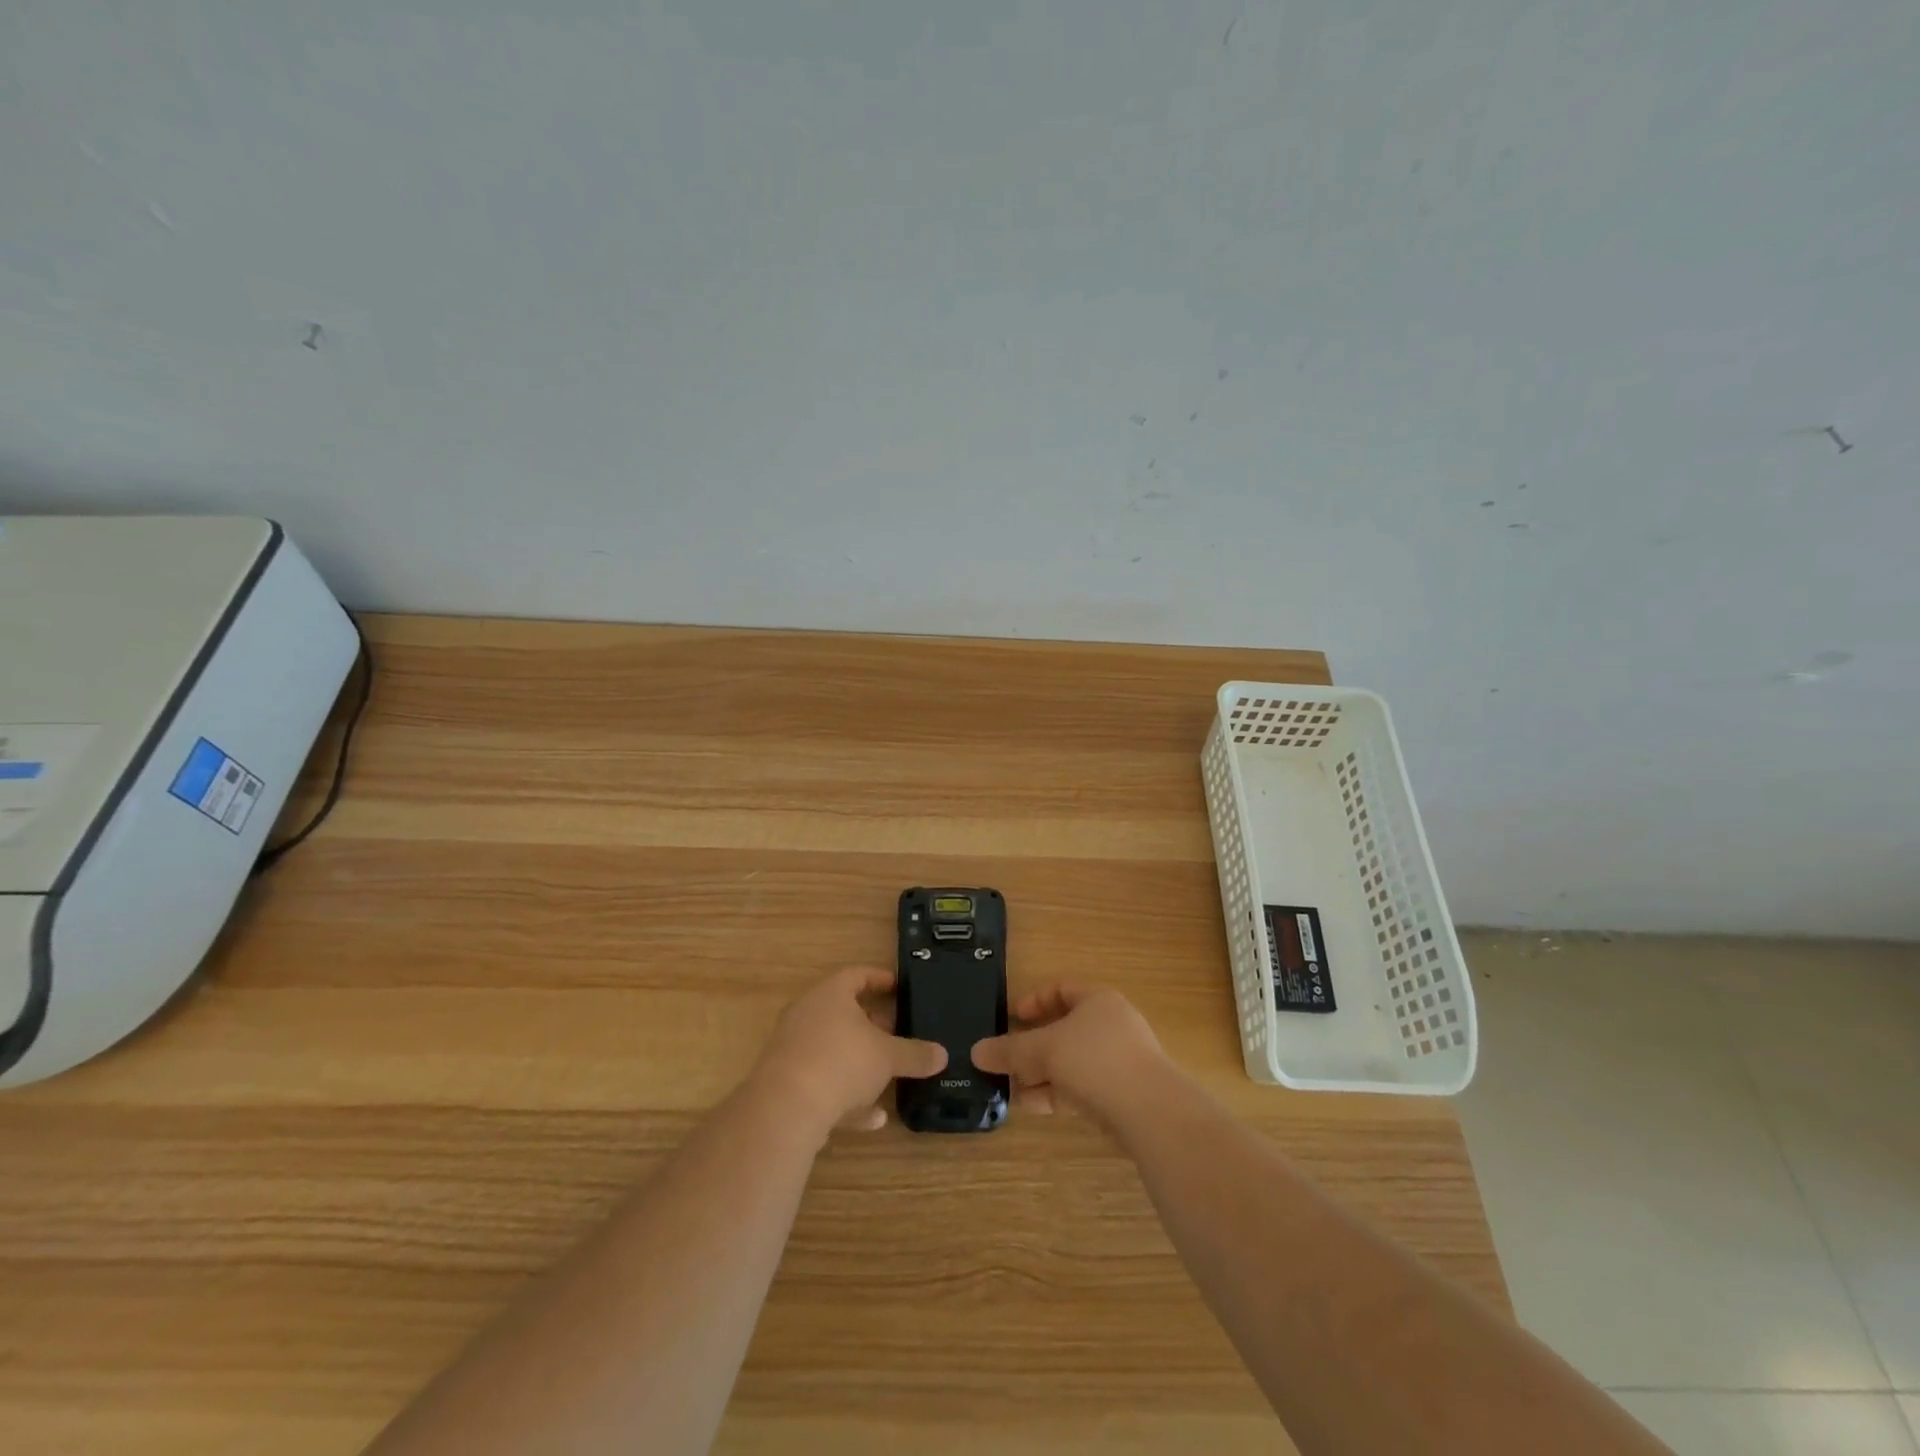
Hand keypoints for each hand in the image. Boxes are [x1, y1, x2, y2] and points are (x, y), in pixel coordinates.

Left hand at [752, 967, 947, 1137]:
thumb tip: (942, 1054)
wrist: (785, 1109)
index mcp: (830, 994)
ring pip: (832, 1049)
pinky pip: (822, 1081)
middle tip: (897, 1032)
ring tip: (887, 1076)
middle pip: (843, 1012)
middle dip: (872, 1024)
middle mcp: (807, 1014)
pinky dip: (846, 1096)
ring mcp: (793, 1048)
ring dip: (859, 1062)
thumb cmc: (841, 1062)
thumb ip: (915, 1054)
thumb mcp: (887, 1057)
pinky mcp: (786, 1082)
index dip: (880, 978)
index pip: (857, 974)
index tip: (899, 986)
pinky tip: (872, 1118)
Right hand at [971, 985, 1169, 1122]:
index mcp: (1098, 1000)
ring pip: (1072, 1061)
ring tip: (1011, 1088)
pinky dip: (1057, 1093)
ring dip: (1041, 1073)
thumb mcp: (1044, 1050)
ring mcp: (1120, 1061)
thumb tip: (976, 1051)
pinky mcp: (1123, 1094)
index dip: (1034, 1000)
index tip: (1011, 1017)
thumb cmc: (1094, 1060)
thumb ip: (1009, 1050)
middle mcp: (1112, 1025)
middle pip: (1065, 1028)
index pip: (1061, 989)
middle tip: (1007, 1058)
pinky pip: (1082, 1087)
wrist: (1150, 1111)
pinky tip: (1032, 1106)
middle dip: (1033, 1045)